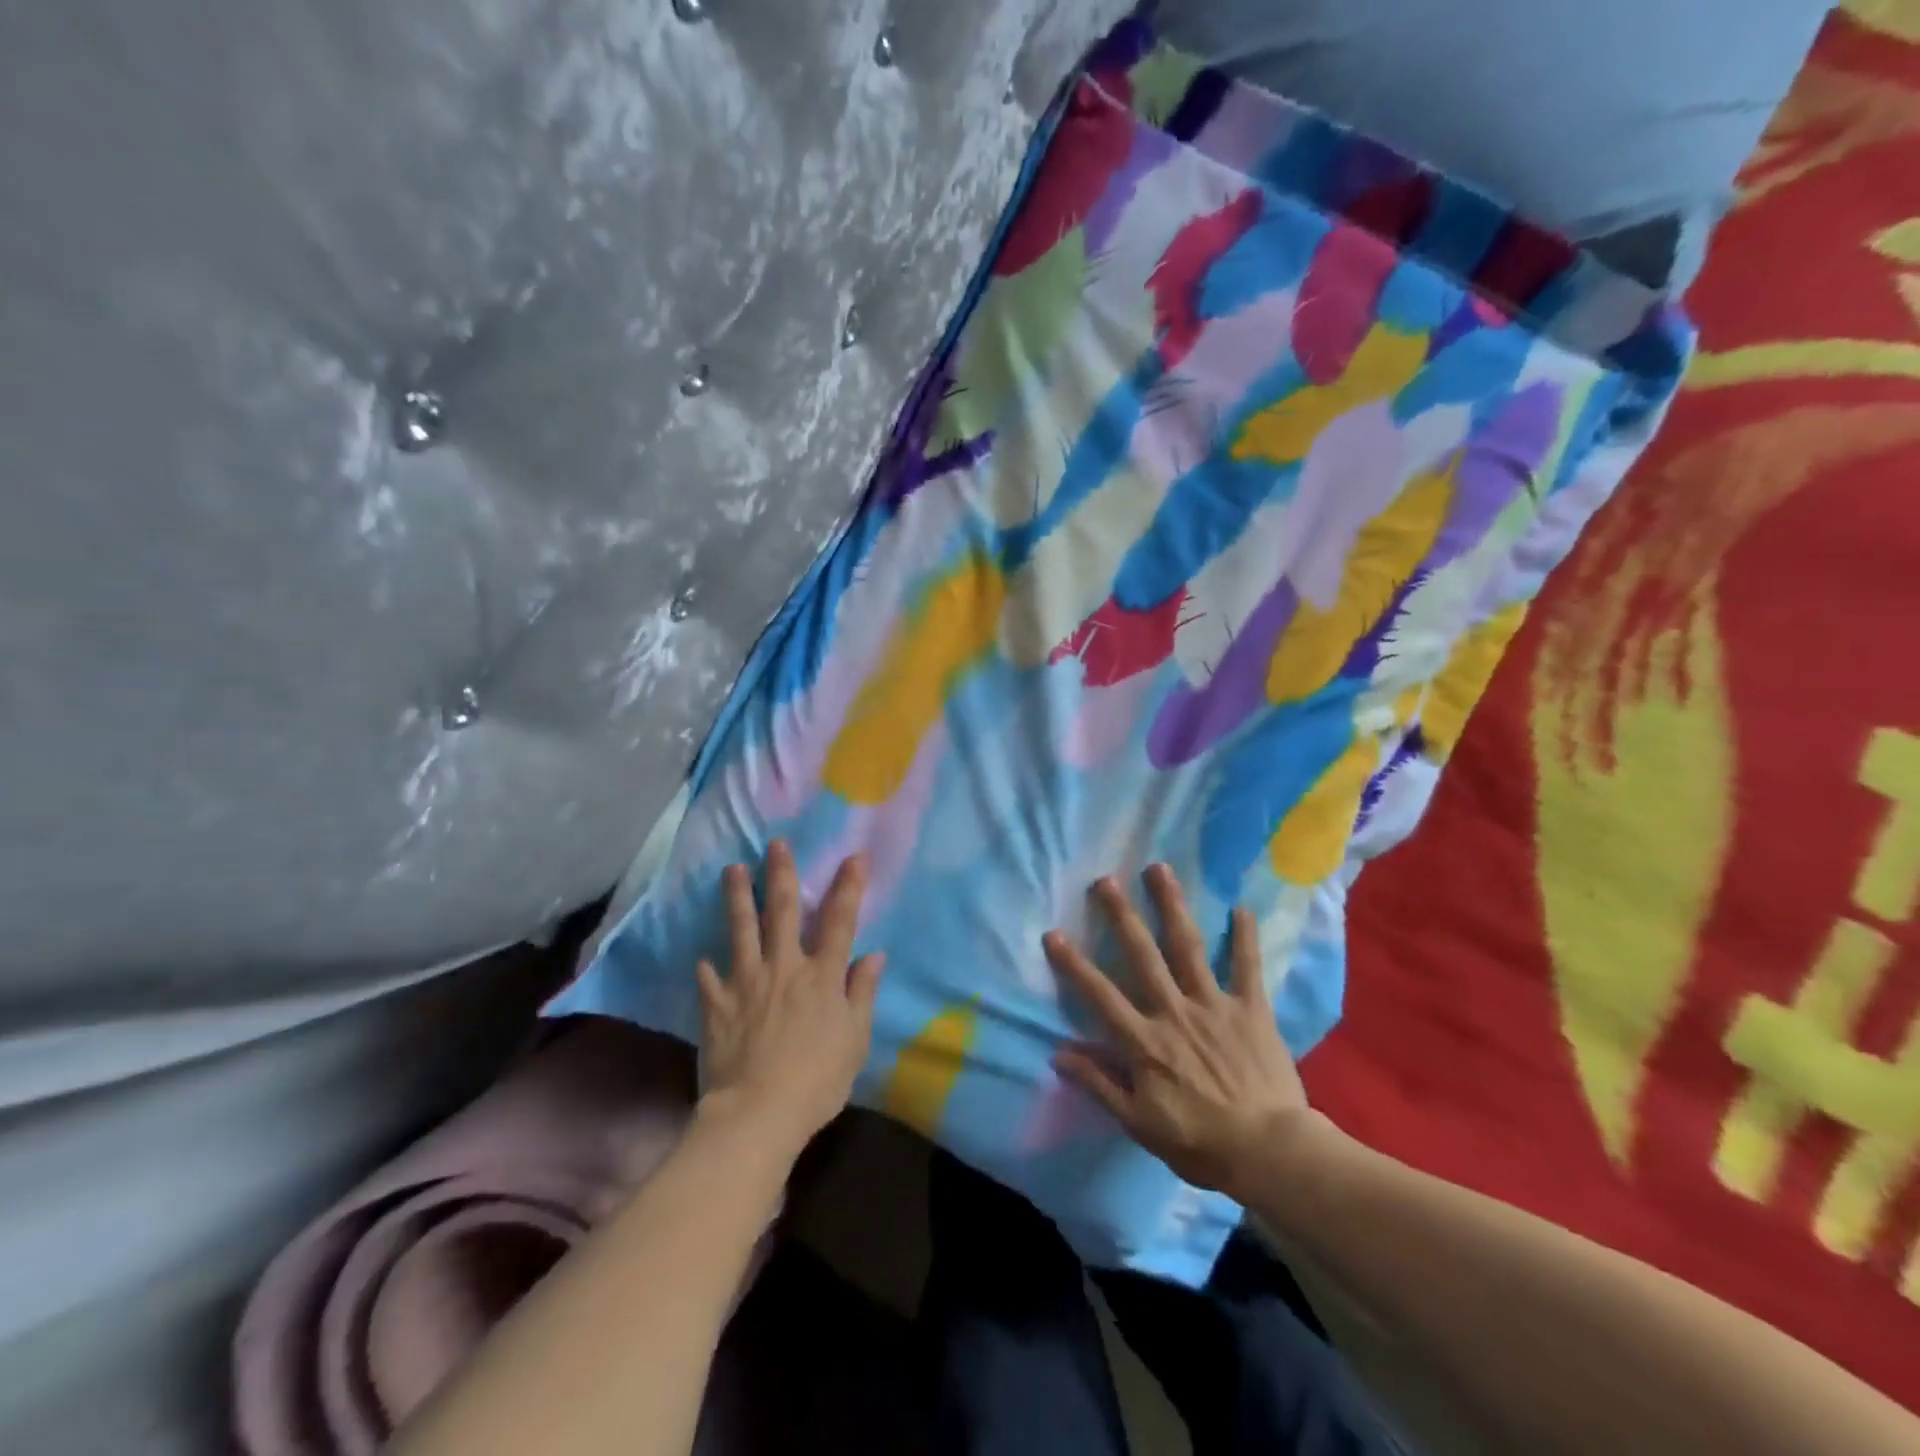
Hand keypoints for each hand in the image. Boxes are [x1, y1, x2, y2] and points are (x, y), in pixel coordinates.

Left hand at [696, 842, 885, 1150]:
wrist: (757, 1114)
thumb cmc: (817, 1080)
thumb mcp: (855, 1040)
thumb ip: (862, 993)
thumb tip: (873, 955)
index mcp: (821, 976)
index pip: (839, 921)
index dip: (848, 886)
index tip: (854, 856)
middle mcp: (784, 968)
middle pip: (782, 911)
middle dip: (781, 874)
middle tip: (776, 843)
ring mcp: (746, 983)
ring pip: (741, 930)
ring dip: (738, 897)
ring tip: (732, 870)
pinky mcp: (717, 1005)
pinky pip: (709, 978)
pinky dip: (707, 967)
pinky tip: (702, 957)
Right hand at [1043, 864, 1321, 1198]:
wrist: (1270, 1153)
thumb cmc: (1199, 1142)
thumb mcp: (1139, 1124)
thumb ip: (1099, 1085)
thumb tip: (1058, 1053)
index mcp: (1145, 1041)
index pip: (1100, 995)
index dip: (1074, 964)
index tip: (1053, 933)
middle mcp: (1174, 1011)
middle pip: (1142, 955)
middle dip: (1122, 915)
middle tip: (1106, 880)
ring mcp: (1214, 1006)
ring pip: (1188, 947)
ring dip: (1172, 906)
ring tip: (1159, 870)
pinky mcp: (1251, 1010)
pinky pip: (1248, 968)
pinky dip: (1245, 938)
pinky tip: (1241, 907)